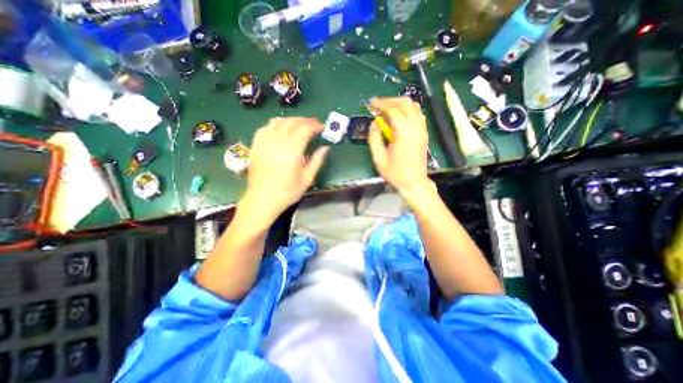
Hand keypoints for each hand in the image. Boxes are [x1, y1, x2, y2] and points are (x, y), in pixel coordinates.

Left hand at [241, 117, 328, 223]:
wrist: (262, 200)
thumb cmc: (287, 192)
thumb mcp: (307, 179)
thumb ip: (317, 161)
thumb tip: (325, 148)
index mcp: (291, 152)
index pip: (304, 130)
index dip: (314, 126)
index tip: (322, 127)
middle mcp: (277, 143)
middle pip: (292, 123)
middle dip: (305, 121)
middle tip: (314, 124)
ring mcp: (264, 143)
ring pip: (278, 122)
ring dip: (291, 120)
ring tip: (300, 124)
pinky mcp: (256, 146)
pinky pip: (265, 128)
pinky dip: (275, 124)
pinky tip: (281, 129)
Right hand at [368, 98, 430, 194]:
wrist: (414, 182)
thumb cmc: (395, 173)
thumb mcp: (379, 158)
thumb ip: (374, 139)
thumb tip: (374, 123)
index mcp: (403, 132)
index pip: (392, 110)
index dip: (380, 104)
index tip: (371, 103)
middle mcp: (415, 127)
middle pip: (405, 103)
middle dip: (390, 100)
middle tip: (378, 104)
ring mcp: (421, 129)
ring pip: (413, 106)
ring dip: (399, 103)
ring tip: (387, 108)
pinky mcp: (424, 133)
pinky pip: (418, 114)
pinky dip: (408, 110)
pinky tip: (399, 116)